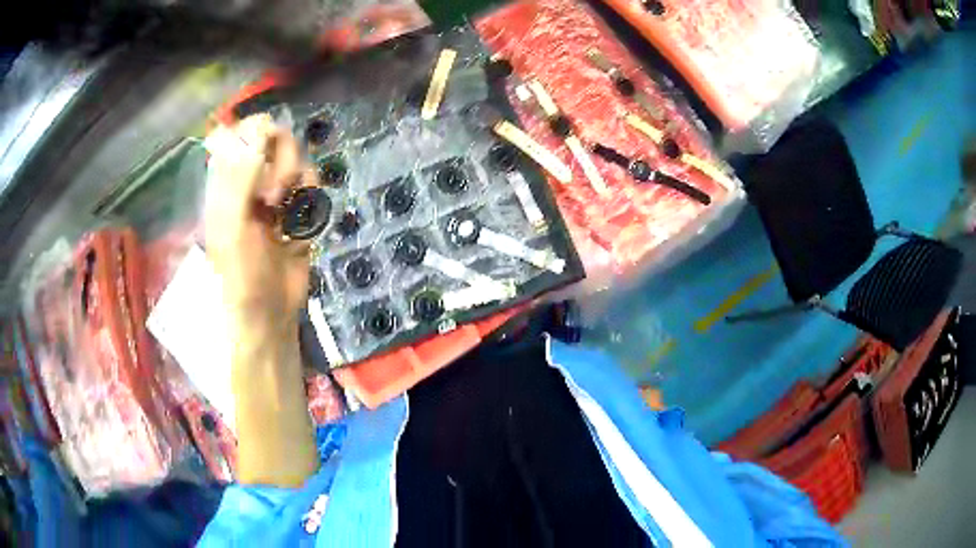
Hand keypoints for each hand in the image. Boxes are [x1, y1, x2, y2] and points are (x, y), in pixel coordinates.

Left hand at [204, 114, 316, 327]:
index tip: (265, 155)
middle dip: (283, 162)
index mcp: (227, 181)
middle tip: (274, 196)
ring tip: (287, 215)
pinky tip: (300, 223)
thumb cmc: (241, 273)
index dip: (259, 133)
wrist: (269, 313)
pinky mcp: (297, 210)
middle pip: (276, 139)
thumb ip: (243, 175)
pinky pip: (311, 186)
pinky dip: (310, 200)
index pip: (243, 132)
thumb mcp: (234, 225)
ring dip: (298, 184)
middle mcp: (251, 181)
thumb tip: (261, 128)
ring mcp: (276, 195)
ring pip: (298, 160)